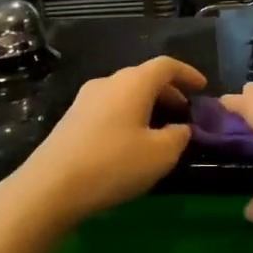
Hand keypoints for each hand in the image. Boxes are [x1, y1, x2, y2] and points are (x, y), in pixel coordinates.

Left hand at [11, 56, 206, 223]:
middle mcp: (108, 82)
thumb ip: (179, 136)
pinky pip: (109, 108)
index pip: (167, 66)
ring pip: (125, 94)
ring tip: (161, 130)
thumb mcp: (161, 155)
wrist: (49, 187)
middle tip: (185, 114)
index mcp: (133, 83)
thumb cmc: (113, 164)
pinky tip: (132, 142)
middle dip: (169, 93)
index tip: (203, 88)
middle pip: (144, 78)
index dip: (188, 74)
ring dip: (147, 106)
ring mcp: (85, 100)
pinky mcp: (71, 119)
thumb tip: (180, 128)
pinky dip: (128, 116)